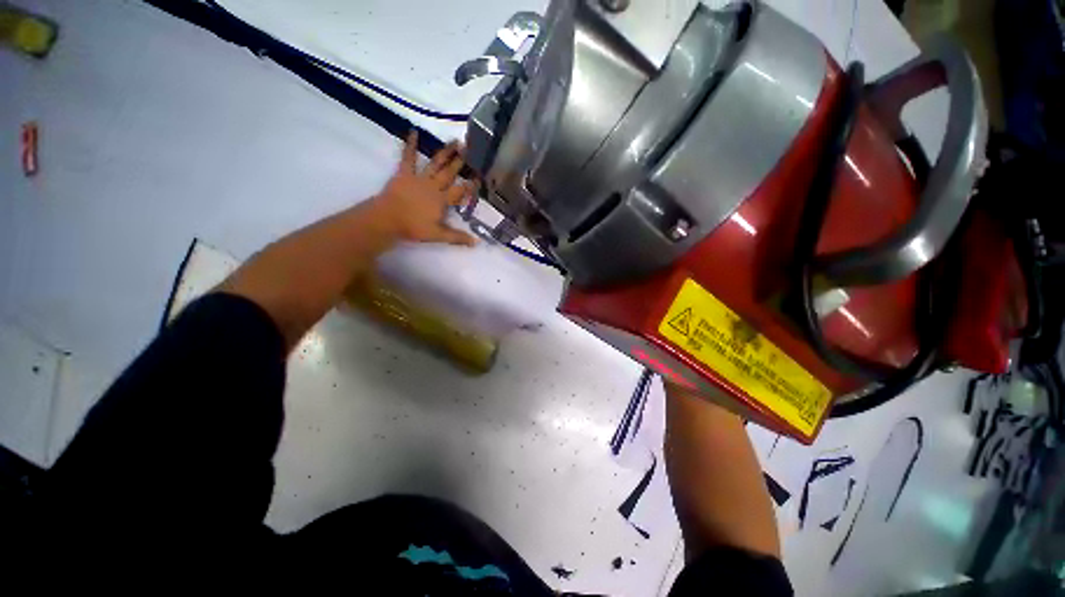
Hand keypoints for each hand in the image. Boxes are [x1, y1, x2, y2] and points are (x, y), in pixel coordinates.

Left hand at [365, 131, 477, 246]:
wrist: (388, 219)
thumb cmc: (413, 227)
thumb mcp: (438, 235)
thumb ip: (457, 237)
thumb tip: (476, 242)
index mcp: (442, 200)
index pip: (460, 191)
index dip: (470, 185)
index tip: (479, 177)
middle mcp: (434, 186)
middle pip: (449, 173)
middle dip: (460, 162)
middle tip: (470, 149)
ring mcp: (419, 178)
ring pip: (435, 163)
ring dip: (445, 152)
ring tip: (455, 141)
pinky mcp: (404, 174)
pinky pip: (408, 158)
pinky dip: (410, 145)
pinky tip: (413, 131)